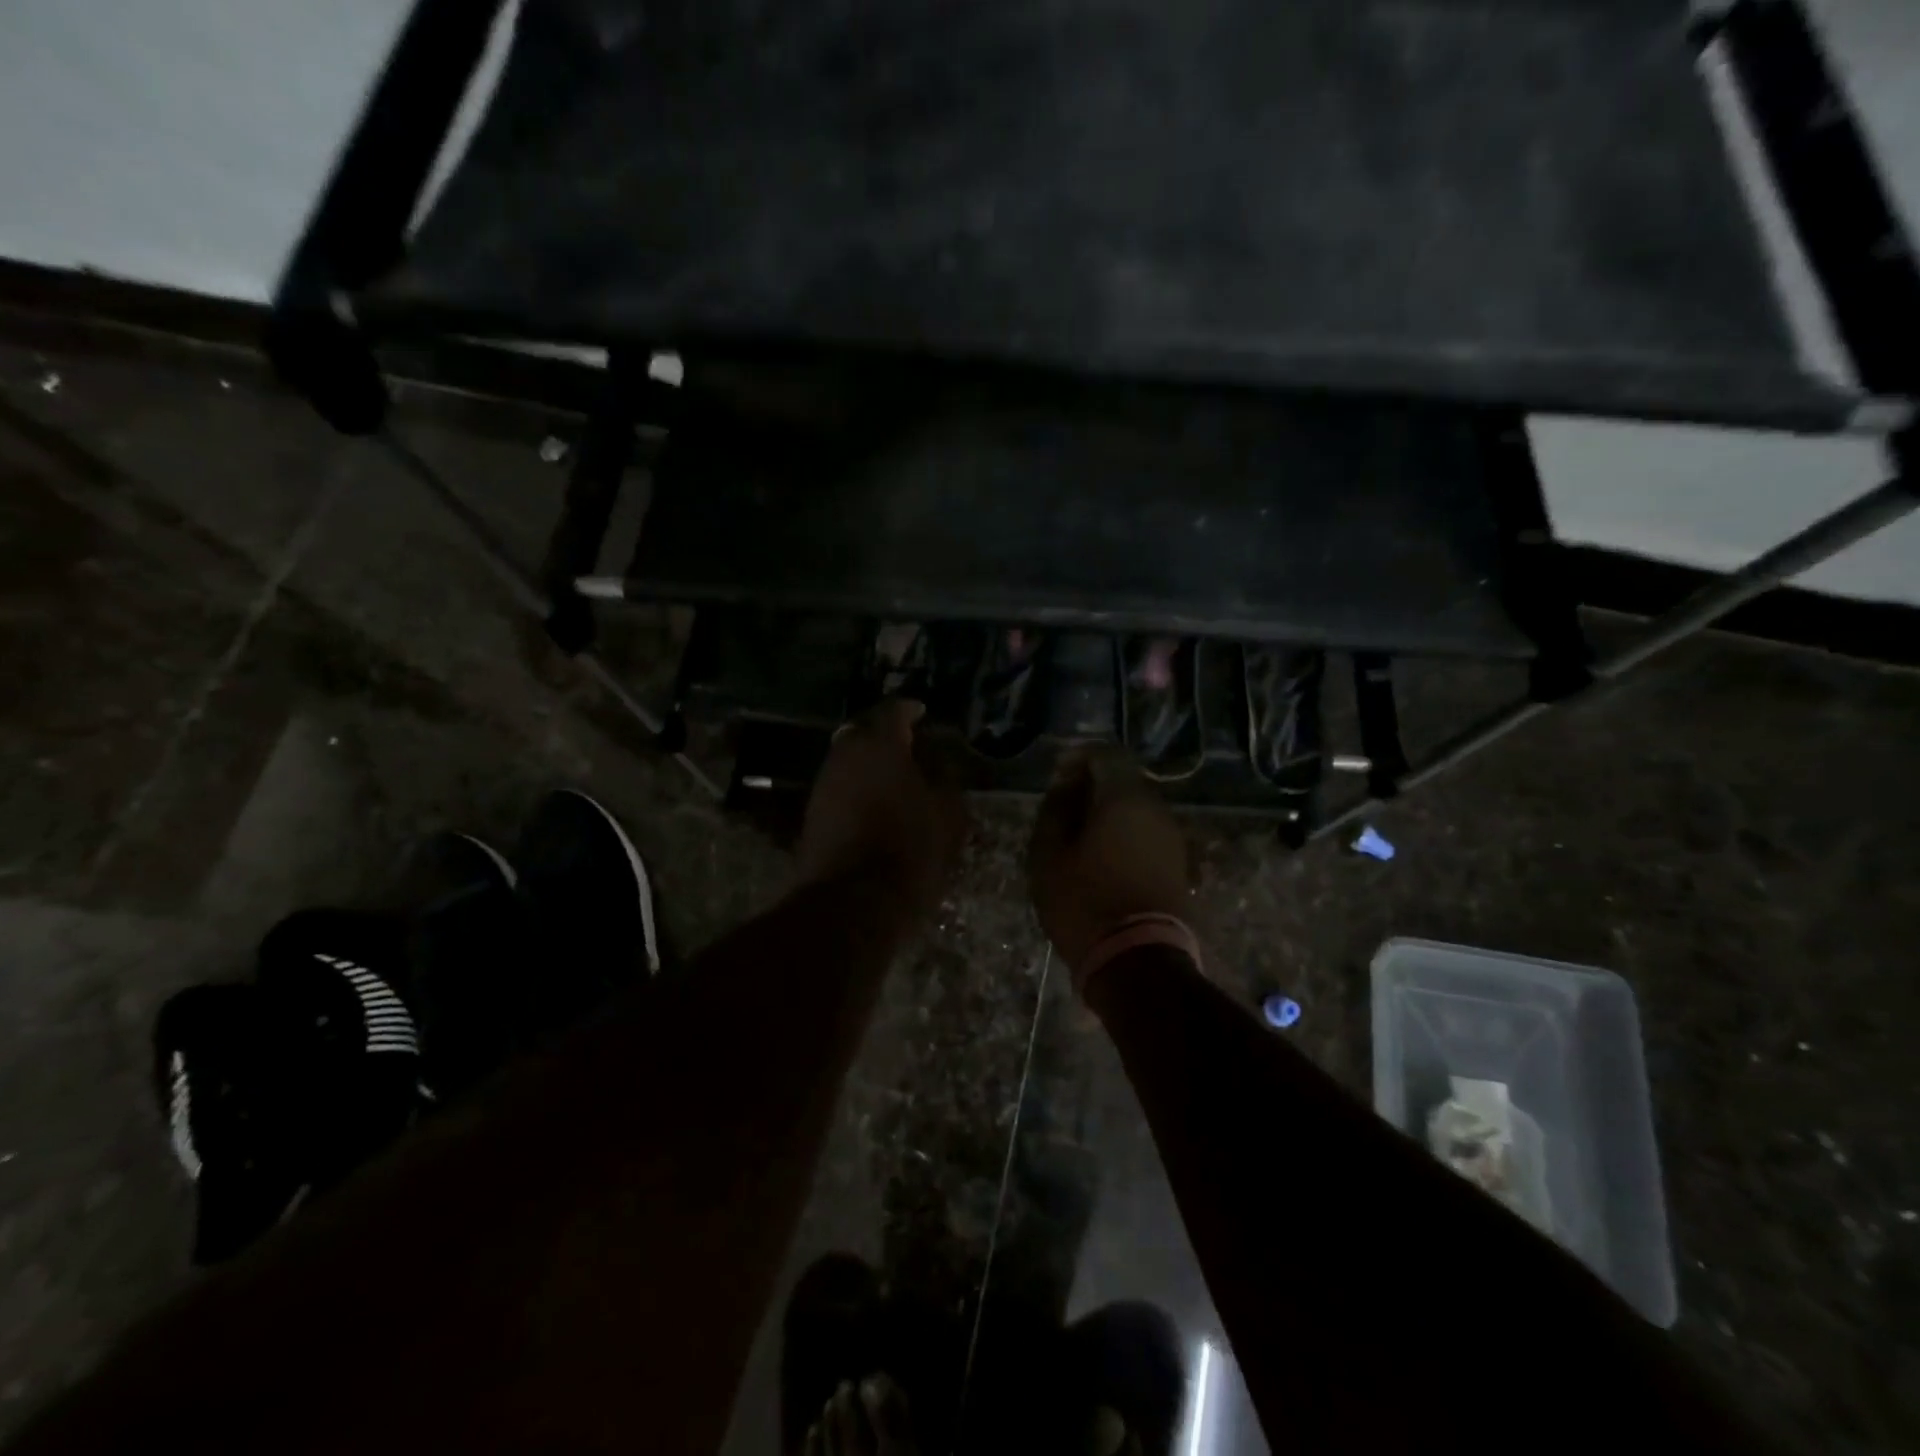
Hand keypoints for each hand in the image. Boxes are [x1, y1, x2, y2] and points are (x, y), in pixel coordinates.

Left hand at [795, 700, 966, 912]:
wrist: (851, 903)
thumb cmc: (909, 850)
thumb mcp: (946, 814)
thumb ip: (944, 779)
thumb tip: (938, 761)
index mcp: (879, 745)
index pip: (894, 711)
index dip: (910, 710)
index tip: (922, 713)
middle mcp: (844, 755)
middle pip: (865, 733)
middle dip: (886, 736)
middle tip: (911, 747)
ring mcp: (823, 785)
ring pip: (849, 760)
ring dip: (870, 764)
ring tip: (897, 779)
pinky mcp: (812, 814)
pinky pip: (841, 787)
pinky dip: (858, 788)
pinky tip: (878, 804)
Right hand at [1028, 745, 1189, 974]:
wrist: (1139, 962)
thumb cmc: (1084, 902)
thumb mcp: (1049, 854)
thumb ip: (1056, 809)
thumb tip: (1066, 783)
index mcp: (1124, 797)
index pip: (1106, 754)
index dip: (1079, 758)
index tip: (1057, 776)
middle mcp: (1156, 809)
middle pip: (1125, 781)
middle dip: (1094, 788)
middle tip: (1064, 811)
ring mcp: (1173, 839)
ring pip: (1138, 810)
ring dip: (1110, 815)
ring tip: (1080, 841)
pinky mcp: (1180, 867)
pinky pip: (1148, 836)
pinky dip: (1126, 838)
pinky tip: (1104, 861)